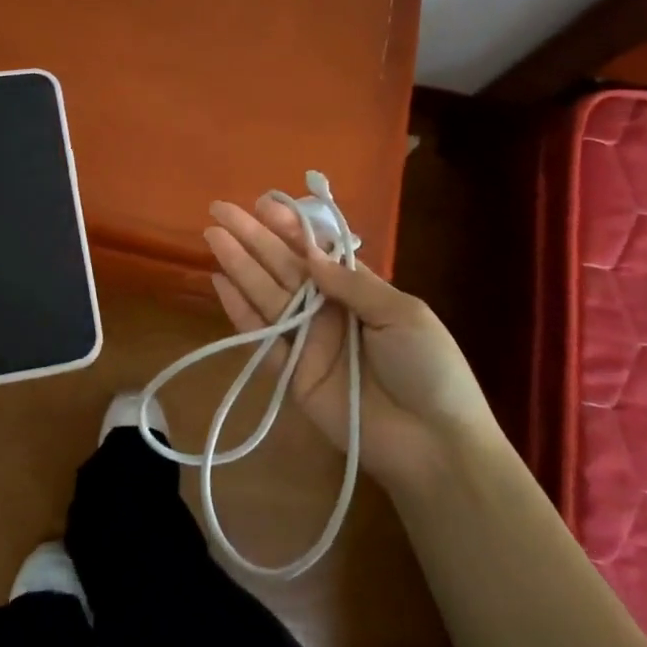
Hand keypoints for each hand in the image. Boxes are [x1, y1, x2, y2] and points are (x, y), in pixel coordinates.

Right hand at [205, 198, 500, 491]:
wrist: (433, 442)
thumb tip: (310, 255)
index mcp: (358, 290)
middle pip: (283, 267)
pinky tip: (220, 283)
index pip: (315, 250)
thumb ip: (352, 284)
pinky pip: (262, 339)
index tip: (262, 204)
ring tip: (213, 236)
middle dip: (253, 237)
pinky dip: (240, 312)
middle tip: (220, 210)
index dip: (289, 227)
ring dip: (239, 265)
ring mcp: (307, 342)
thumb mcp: (402, 313)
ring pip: (266, 295)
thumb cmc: (429, 368)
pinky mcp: (292, 376)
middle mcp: (327, 310)